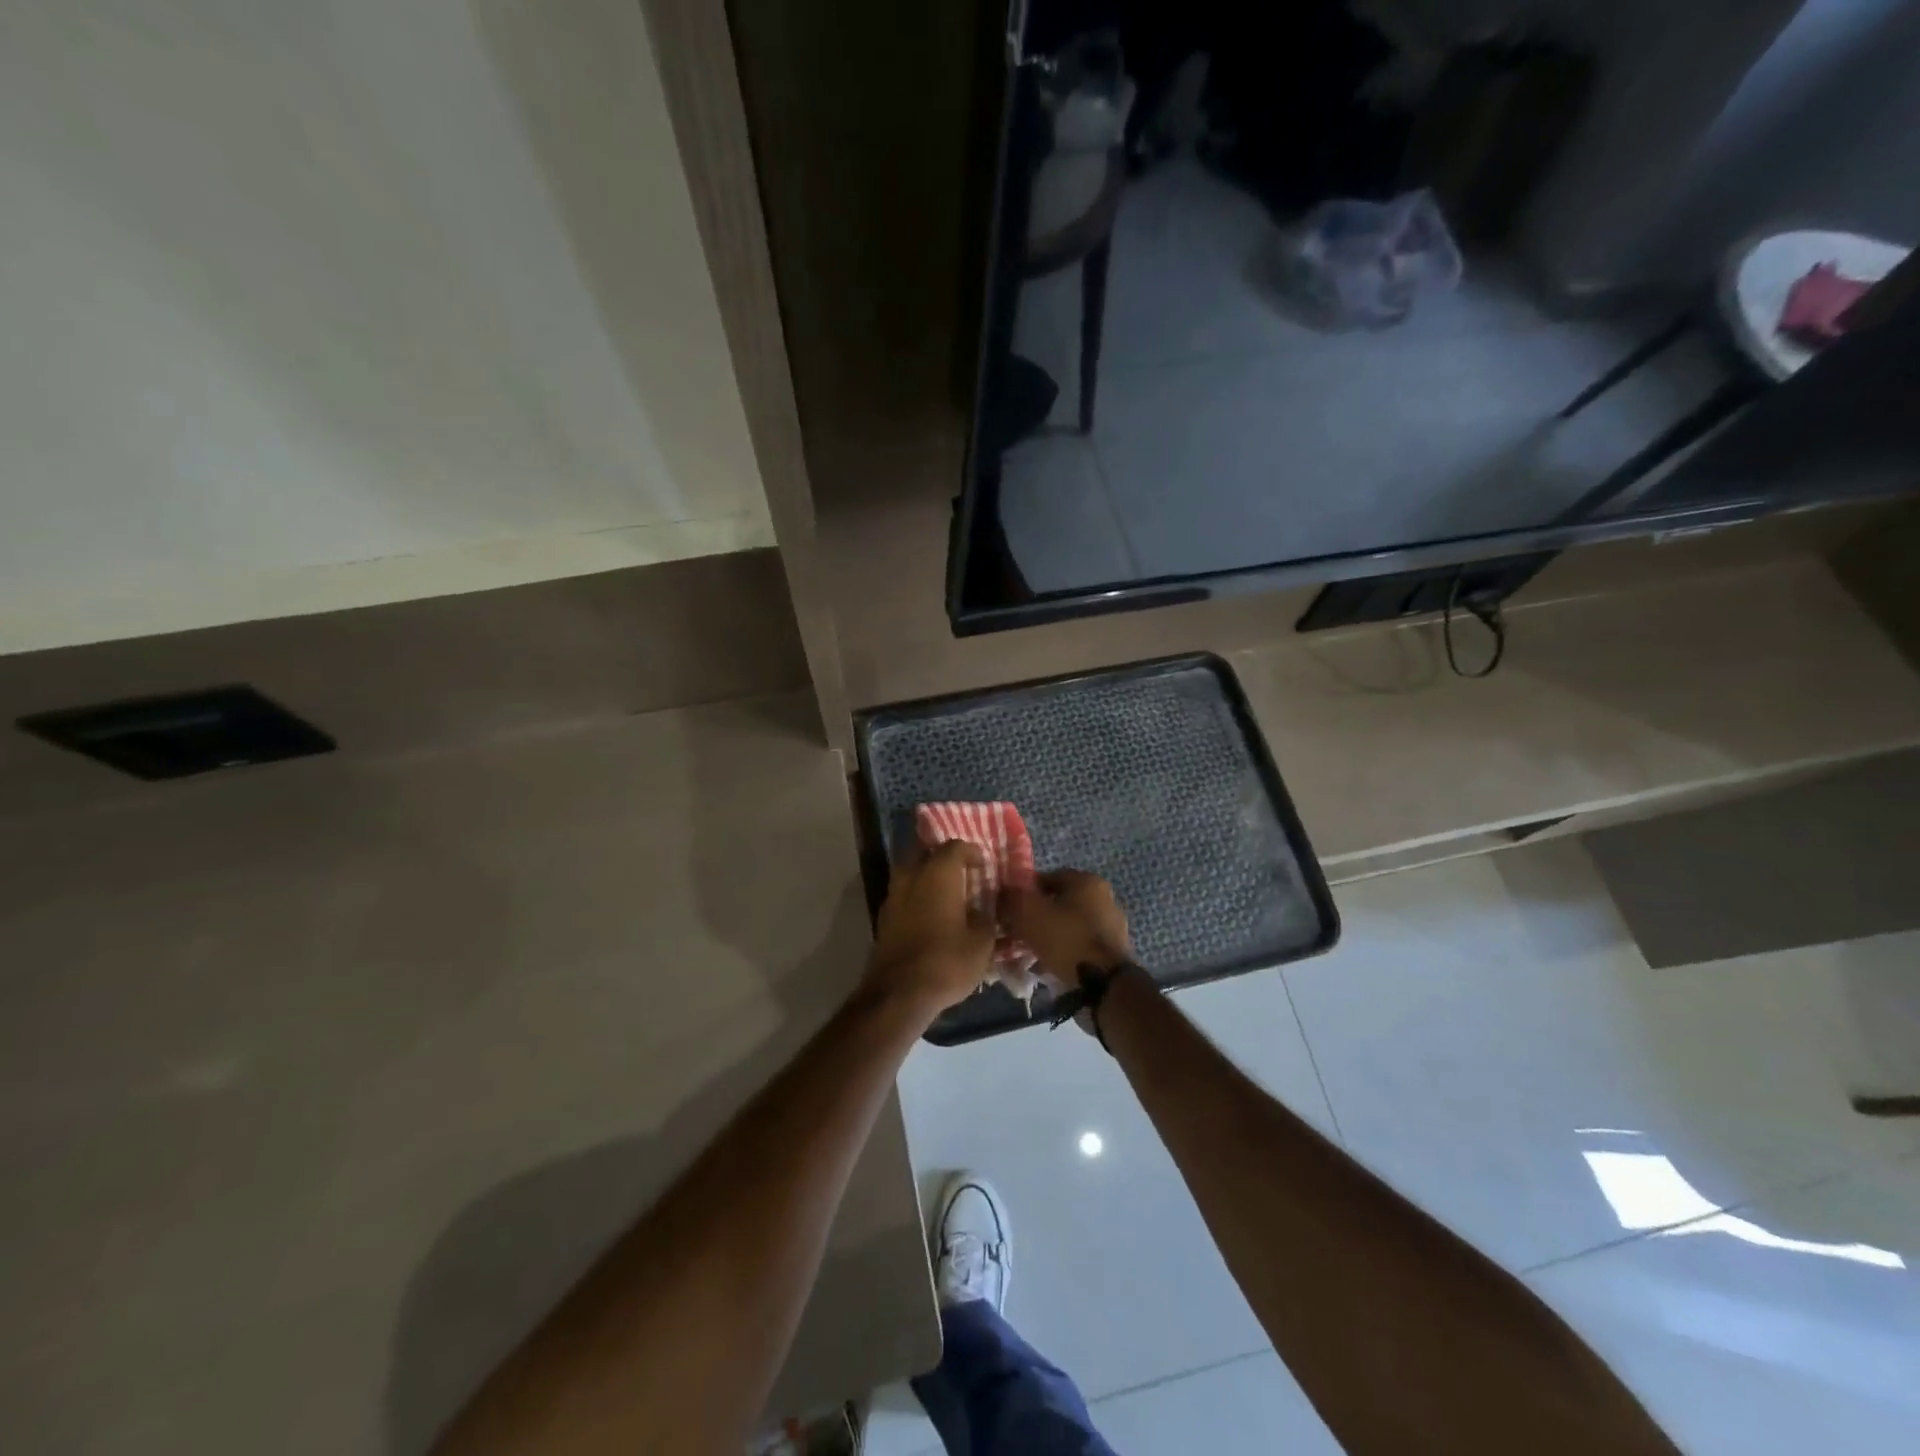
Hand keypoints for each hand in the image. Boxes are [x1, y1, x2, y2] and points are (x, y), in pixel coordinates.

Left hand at [865, 840, 996, 1019]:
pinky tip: (930, 912)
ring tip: (946, 891)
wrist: (899, 993)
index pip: (955, 846)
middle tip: (960, 869)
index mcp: (939, 873)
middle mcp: (912, 875)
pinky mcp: (884, 917)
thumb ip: (987, 917)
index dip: (972, 852)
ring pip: (909, 870)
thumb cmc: (946, 961)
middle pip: (924, 850)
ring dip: (926, 874)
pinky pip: (902, 893)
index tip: (983, 865)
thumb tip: (986, 907)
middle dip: (941, 854)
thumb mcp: (982, 942)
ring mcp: (893, 895)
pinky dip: (916, 894)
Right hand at [1002, 869, 1132, 983]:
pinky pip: (1078, 946)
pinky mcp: (1112, 952)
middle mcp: (1104, 898)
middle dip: (1036, 917)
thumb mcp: (1029, 913)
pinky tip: (1047, 966)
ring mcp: (1111, 926)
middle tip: (1016, 933)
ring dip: (1048, 936)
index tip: (1009, 910)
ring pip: (1068, 926)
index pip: (1047, 878)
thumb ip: (1012, 898)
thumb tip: (1003, 892)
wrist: (1104, 986)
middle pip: (1058, 903)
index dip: (1024, 893)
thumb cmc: (1066, 940)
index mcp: (1087, 881)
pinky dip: (1063, 952)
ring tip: (1028, 954)